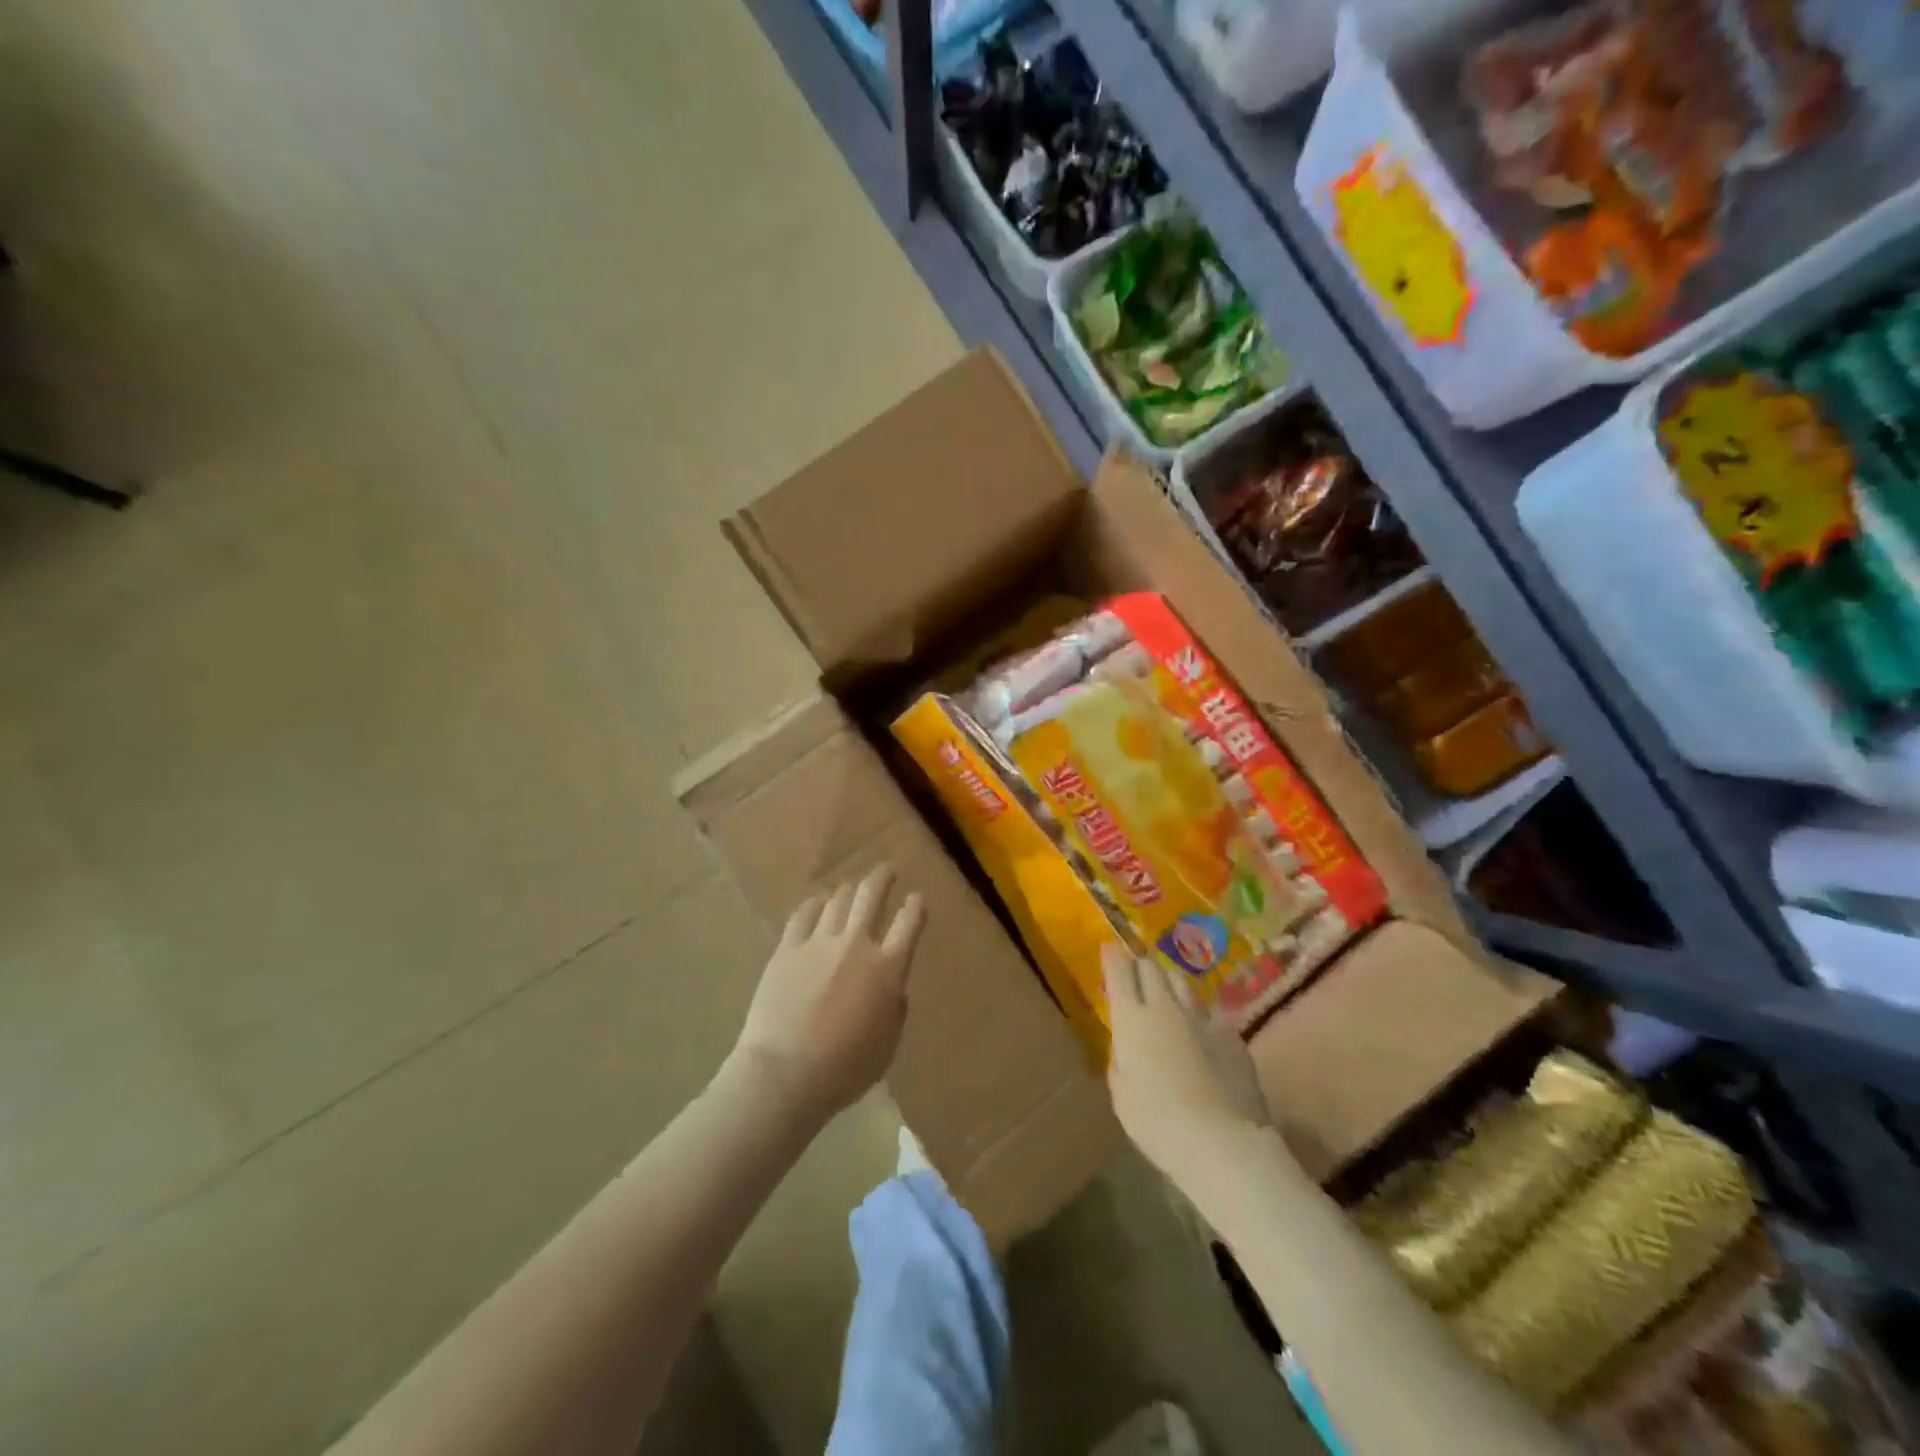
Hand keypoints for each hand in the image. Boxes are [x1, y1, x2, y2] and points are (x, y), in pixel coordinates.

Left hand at [729, 865, 926, 1123]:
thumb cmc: (845, 1069)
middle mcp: (857, 944)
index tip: (917, 899)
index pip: (910, 921)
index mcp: (888, 969)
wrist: (786, 1072)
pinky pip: (803, 914)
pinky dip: (814, 905)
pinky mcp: (788, 948)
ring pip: (838, 899)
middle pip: (872, 895)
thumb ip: (894, 1009)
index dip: (916, 905)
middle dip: (883, 877)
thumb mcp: (887, 1045)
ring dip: (849, 890)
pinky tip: (816, 904)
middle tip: (887, 870)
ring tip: (851, 888)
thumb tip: (892, 988)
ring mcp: (819, 942)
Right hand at [1104, 945, 1269, 1188]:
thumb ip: (1120, 1058)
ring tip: (1167, 996)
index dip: (1112, 956)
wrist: (1220, 1140)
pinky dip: (1200, 1017)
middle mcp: (1165, 1007)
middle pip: (1151, 968)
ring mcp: (1201, 1017)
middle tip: (1136, 975)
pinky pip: (1210, 1013)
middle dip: (1140, 966)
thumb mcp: (1120, 1092)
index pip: (1119, 971)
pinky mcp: (1231, 1034)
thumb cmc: (1155, 1121)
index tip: (1109, 948)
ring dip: (1170, 985)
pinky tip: (1201, 1033)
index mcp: (1131, 1018)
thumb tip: (1128, 1044)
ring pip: (1182, 983)